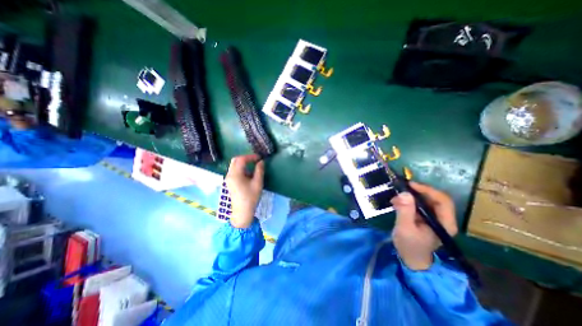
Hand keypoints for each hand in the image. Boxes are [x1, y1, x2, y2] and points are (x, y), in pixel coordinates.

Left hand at [224, 155, 264, 228]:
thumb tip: (261, 162)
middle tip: (255, 160)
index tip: (259, 158)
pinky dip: (241, 168)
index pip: (241, 159)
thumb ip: (259, 170)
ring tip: (254, 166)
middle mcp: (229, 174)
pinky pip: (234, 170)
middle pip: (235, 160)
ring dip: (244, 163)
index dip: (251, 157)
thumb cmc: (251, 197)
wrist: (242, 211)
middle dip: (246, 158)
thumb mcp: (257, 183)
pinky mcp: (230, 182)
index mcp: (235, 174)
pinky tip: (249, 174)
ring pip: (234, 165)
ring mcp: (228, 178)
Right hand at [390, 182, 459, 270]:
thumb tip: (404, 193)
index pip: (442, 200)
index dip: (427, 190)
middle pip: (434, 198)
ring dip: (410, 196)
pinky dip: (407, 200)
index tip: (410, 185)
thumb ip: (405, 211)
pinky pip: (418, 204)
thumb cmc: (410, 246)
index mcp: (444, 223)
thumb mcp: (405, 228)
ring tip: (395, 198)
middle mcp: (443, 219)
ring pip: (425, 200)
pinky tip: (396, 203)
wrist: (411, 259)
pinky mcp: (425, 217)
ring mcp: (434, 218)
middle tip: (400, 189)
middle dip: (417, 191)